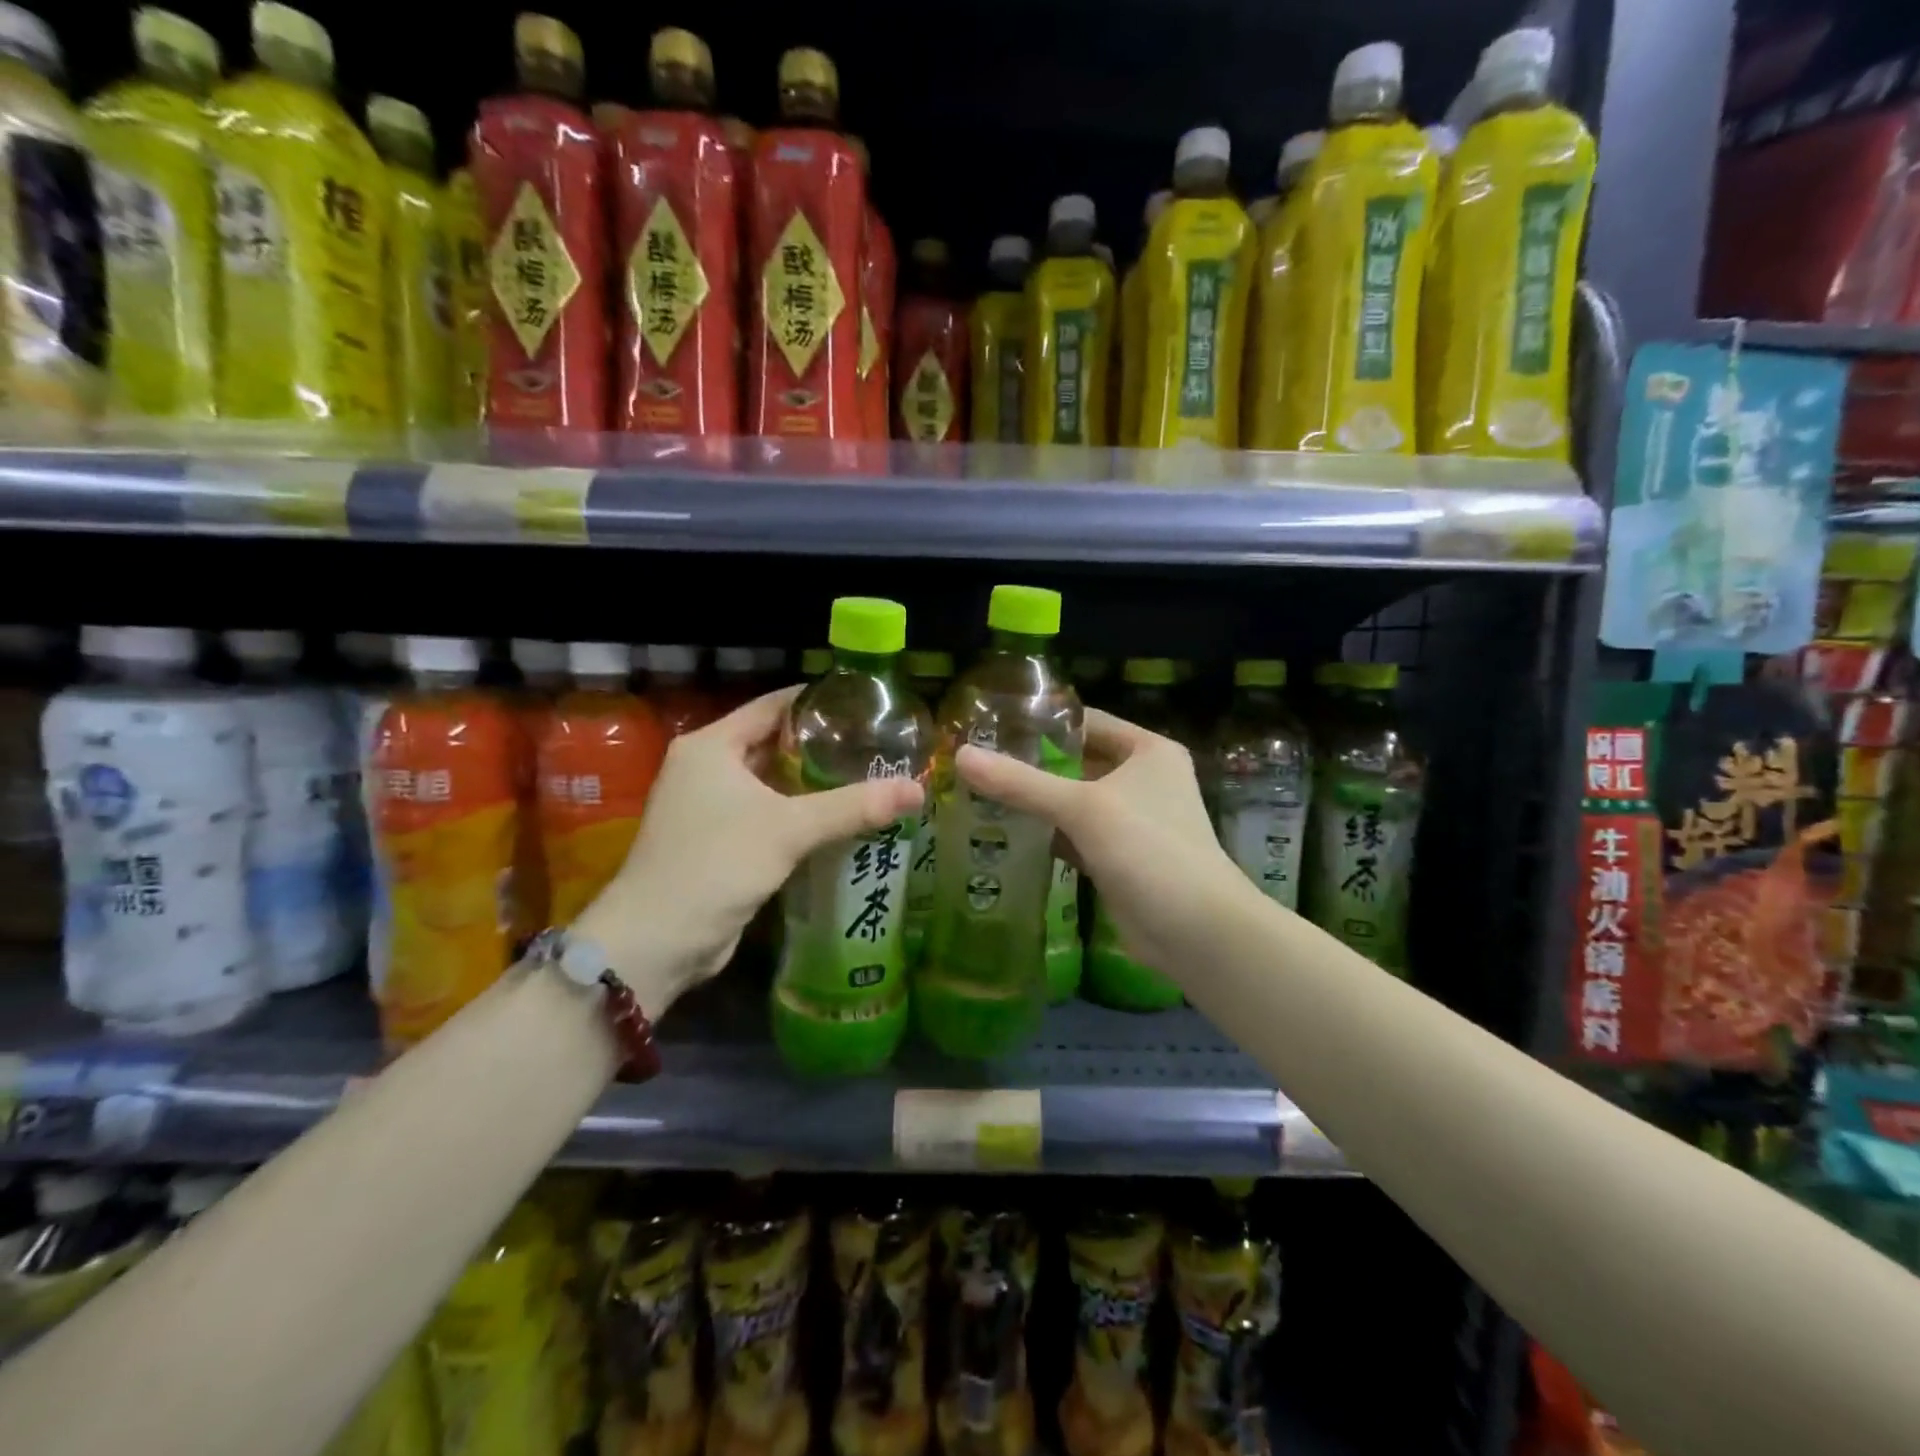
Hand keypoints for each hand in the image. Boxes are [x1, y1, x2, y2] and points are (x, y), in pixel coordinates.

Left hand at [576, 688, 922, 1005]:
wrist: (657, 941)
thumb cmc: (716, 864)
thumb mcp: (789, 829)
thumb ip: (853, 806)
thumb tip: (917, 789)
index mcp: (712, 745)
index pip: (773, 706)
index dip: (818, 703)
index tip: (865, 705)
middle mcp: (706, 767)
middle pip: (774, 743)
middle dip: (822, 746)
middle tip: (876, 746)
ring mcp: (709, 807)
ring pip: (772, 783)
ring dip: (813, 783)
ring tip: (869, 777)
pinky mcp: (719, 841)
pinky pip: (768, 814)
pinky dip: (800, 814)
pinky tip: (841, 819)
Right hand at [955, 709, 1243, 981]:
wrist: (1197, 932)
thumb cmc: (1149, 850)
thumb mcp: (1083, 808)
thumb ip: (1021, 783)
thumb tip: (961, 755)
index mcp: (1148, 751)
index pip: (1087, 721)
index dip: (1043, 720)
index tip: (992, 722)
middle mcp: (1142, 779)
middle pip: (1077, 761)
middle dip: (1031, 764)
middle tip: (977, 760)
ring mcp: (1130, 821)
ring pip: (1073, 801)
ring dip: (1035, 801)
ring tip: (979, 791)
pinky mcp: (1117, 857)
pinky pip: (1074, 836)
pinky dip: (1045, 834)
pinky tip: (1003, 832)